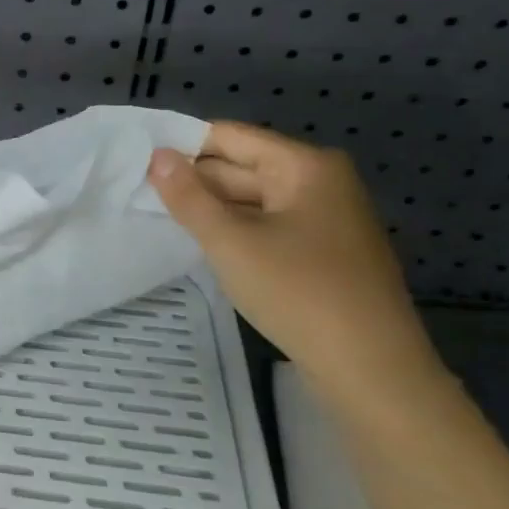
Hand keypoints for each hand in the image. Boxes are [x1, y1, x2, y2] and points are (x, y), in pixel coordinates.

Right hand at [147, 122, 439, 390]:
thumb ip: (188, 196)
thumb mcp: (231, 242)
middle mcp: (321, 182)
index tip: (137, 158)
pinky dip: (237, 232)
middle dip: (194, 181)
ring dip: (212, 209)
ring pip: (254, 201)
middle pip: (243, 167)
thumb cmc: (299, 293)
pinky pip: (269, 227)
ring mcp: (326, 220)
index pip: (231, 137)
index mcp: (305, 166)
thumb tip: (156, 156)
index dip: (184, 146)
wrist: (372, 370)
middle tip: (137, 190)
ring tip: (159, 216)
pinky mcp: (325, 253)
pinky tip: (203, 245)